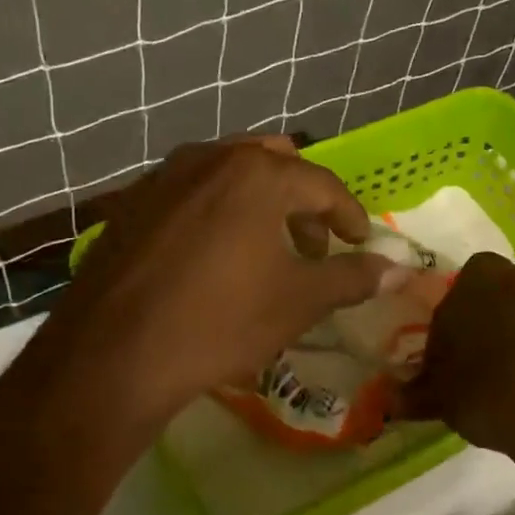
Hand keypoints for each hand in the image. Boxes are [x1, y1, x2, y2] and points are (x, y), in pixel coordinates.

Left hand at [0, 137, 398, 437]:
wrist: (112, 356)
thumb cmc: (219, 323)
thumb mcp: (298, 302)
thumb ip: (353, 277)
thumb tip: (401, 269)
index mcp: (257, 174)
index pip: (323, 184)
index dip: (350, 215)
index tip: (360, 242)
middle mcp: (210, 157)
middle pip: (275, 164)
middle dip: (303, 201)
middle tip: (313, 245)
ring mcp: (164, 176)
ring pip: (230, 173)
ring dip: (260, 202)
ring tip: (266, 250)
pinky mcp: (131, 202)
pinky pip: (191, 191)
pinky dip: (217, 210)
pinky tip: (213, 256)